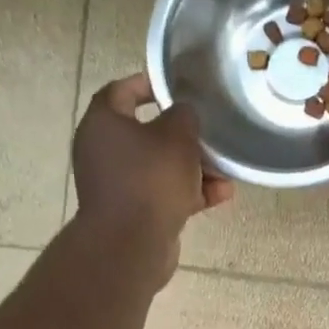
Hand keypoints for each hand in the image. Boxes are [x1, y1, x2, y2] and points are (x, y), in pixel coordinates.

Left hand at [71, 72, 233, 280]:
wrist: (131, 244)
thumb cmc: (151, 178)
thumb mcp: (177, 135)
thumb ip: (184, 115)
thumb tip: (183, 114)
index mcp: (103, 124)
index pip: (122, 90)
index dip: (150, 83)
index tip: (179, 85)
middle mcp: (103, 150)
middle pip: (148, 131)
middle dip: (184, 134)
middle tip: (210, 131)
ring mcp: (117, 183)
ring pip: (160, 165)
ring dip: (194, 166)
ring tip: (225, 170)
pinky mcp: (132, 210)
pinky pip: (164, 192)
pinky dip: (189, 192)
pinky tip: (221, 195)